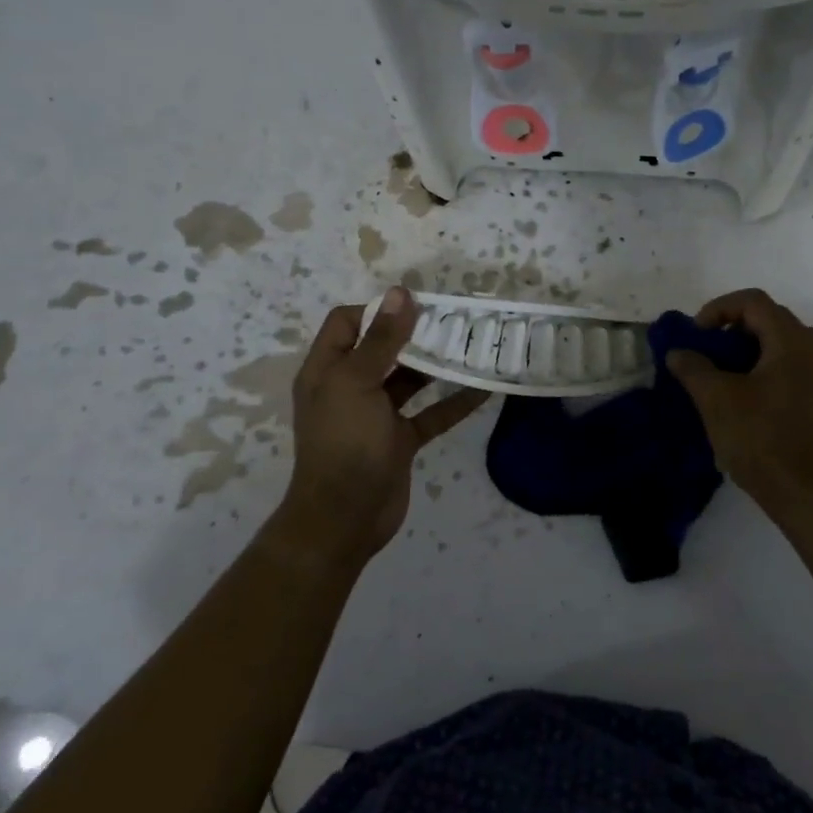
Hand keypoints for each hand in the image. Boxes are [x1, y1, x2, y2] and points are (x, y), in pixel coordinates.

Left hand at [281, 287, 489, 564]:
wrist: (344, 519)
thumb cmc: (344, 443)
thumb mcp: (357, 383)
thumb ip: (381, 340)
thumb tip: (400, 293)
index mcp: (328, 369)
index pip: (347, 323)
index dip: (378, 310)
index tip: (418, 305)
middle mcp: (350, 387)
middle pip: (383, 348)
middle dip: (417, 334)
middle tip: (457, 320)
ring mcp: (377, 415)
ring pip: (411, 380)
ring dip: (438, 365)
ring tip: (473, 346)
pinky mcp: (400, 440)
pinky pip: (431, 414)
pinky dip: (454, 402)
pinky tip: (483, 388)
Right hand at [666, 288, 812, 525]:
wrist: (809, 494)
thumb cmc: (761, 439)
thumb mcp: (716, 399)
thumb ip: (693, 367)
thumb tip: (678, 352)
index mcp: (792, 340)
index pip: (752, 301)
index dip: (717, 309)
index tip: (696, 336)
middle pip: (769, 319)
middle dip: (731, 329)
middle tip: (706, 353)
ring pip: (781, 344)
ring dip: (748, 350)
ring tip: (723, 376)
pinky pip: (792, 366)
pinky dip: (765, 368)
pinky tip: (746, 398)